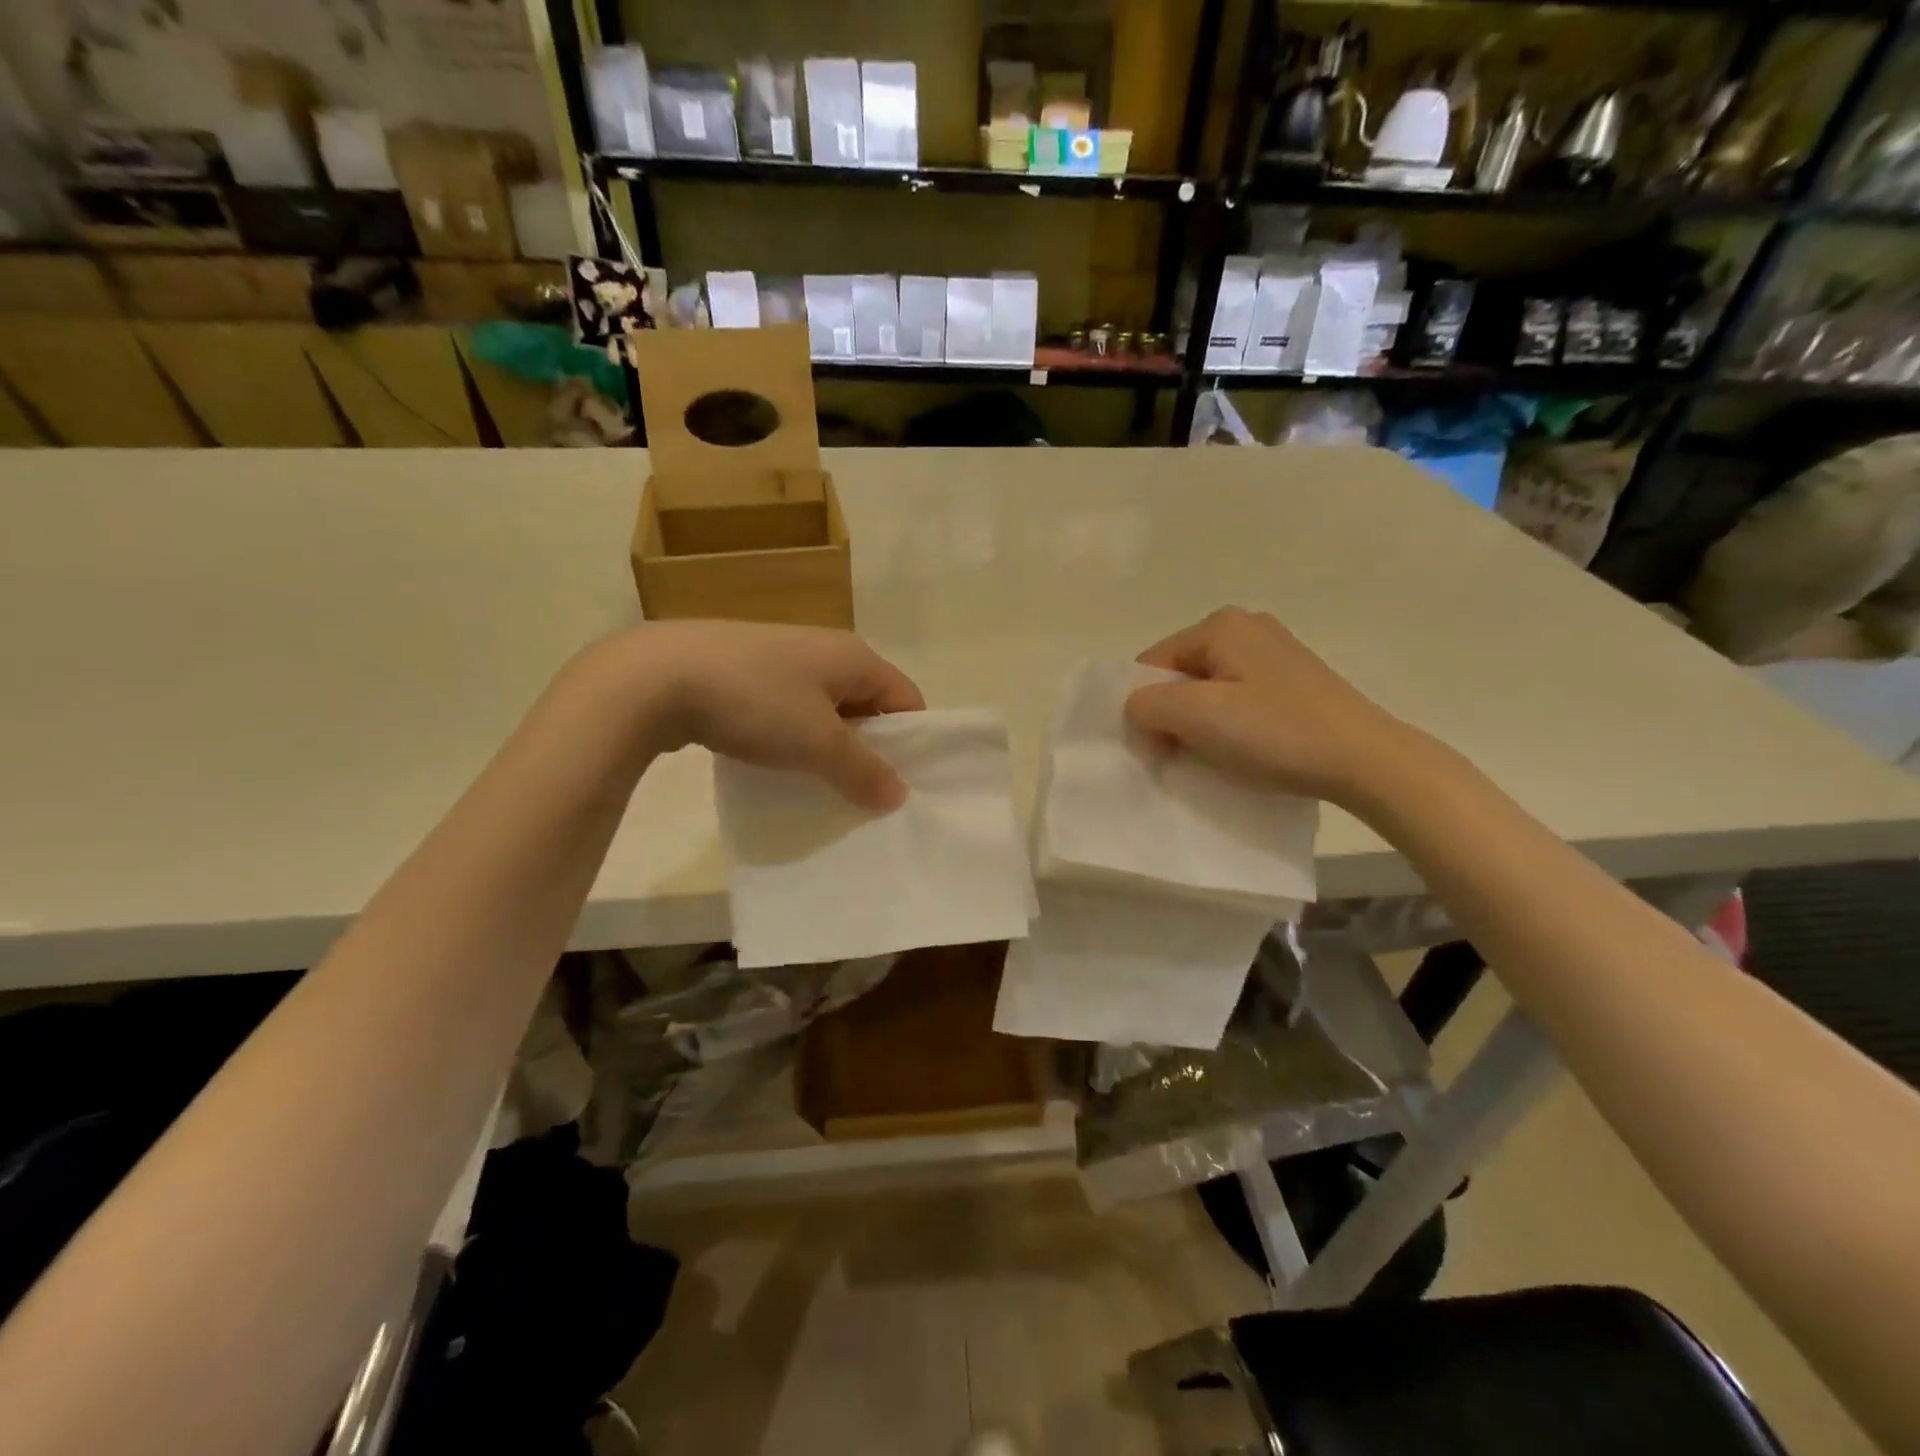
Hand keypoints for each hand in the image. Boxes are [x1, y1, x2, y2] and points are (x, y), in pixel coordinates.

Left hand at [594, 621, 924, 809]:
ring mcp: (781, 658)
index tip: (902, 785)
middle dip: (869, 748)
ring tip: (820, 785)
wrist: (655, 677)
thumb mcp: (818, 742)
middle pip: (868, 703)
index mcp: (854, 656)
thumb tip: (899, 795)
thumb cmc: (756, 702)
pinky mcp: (744, 671)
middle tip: (863, 793)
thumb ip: (863, 770)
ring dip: (829, 746)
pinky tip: (776, 764)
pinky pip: (788, 709)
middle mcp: (824, 649)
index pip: (906, 698)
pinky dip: (793, 737)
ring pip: (825, 709)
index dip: (912, 741)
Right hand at [1126, 607, 1412, 803]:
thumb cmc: (1276, 732)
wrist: (1366, 761)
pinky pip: (1238, 698)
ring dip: (1201, 724)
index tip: (1160, 749)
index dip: (1145, 708)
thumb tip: (1138, 709)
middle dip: (1173, 715)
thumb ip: (1147, 705)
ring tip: (1218, 754)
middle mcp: (1248, 626)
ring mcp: (1275, 652)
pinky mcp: (1294, 680)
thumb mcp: (1197, 716)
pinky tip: (1245, 748)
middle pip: (1180, 675)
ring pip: (1208, 689)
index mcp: (1221, 624)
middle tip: (1186, 754)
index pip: (1151, 664)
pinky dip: (1229, 724)